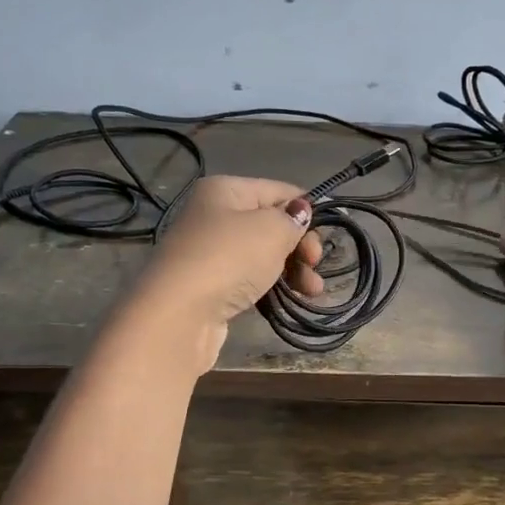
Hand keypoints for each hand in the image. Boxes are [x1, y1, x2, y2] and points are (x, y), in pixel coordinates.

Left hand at [128, 176, 324, 366]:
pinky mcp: (212, 285)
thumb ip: (293, 219)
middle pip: (272, 224)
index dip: (306, 212)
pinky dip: (273, 287)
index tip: (325, 238)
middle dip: (301, 246)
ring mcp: (211, 252)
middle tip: (314, 267)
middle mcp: (215, 215)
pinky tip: (291, 300)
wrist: (179, 314)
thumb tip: (300, 212)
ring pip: (264, 255)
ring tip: (312, 292)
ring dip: (293, 271)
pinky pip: (251, 279)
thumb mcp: (272, 230)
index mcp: (226, 190)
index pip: (279, 191)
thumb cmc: (229, 259)